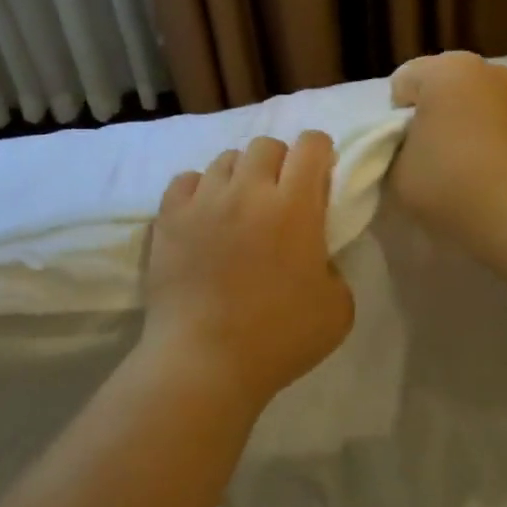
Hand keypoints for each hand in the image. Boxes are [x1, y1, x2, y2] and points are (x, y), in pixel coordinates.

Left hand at [142, 132, 354, 410]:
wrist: (203, 362)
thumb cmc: (279, 338)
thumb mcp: (338, 307)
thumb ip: (333, 265)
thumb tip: (315, 253)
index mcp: (295, 207)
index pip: (311, 145)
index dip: (320, 153)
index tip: (320, 175)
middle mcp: (248, 191)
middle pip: (266, 145)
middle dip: (280, 162)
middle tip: (281, 196)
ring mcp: (203, 202)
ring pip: (225, 159)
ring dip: (240, 176)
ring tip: (239, 207)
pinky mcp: (169, 218)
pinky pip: (185, 180)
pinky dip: (199, 190)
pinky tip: (204, 215)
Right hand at [388, 52, 506, 261]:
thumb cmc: (452, 187)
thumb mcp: (397, 175)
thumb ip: (397, 150)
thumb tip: (415, 147)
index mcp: (447, 71)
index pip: (405, 83)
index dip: (398, 118)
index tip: (406, 151)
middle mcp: (493, 71)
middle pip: (452, 87)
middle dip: (442, 115)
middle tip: (438, 160)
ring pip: (490, 104)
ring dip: (479, 126)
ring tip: (478, 172)